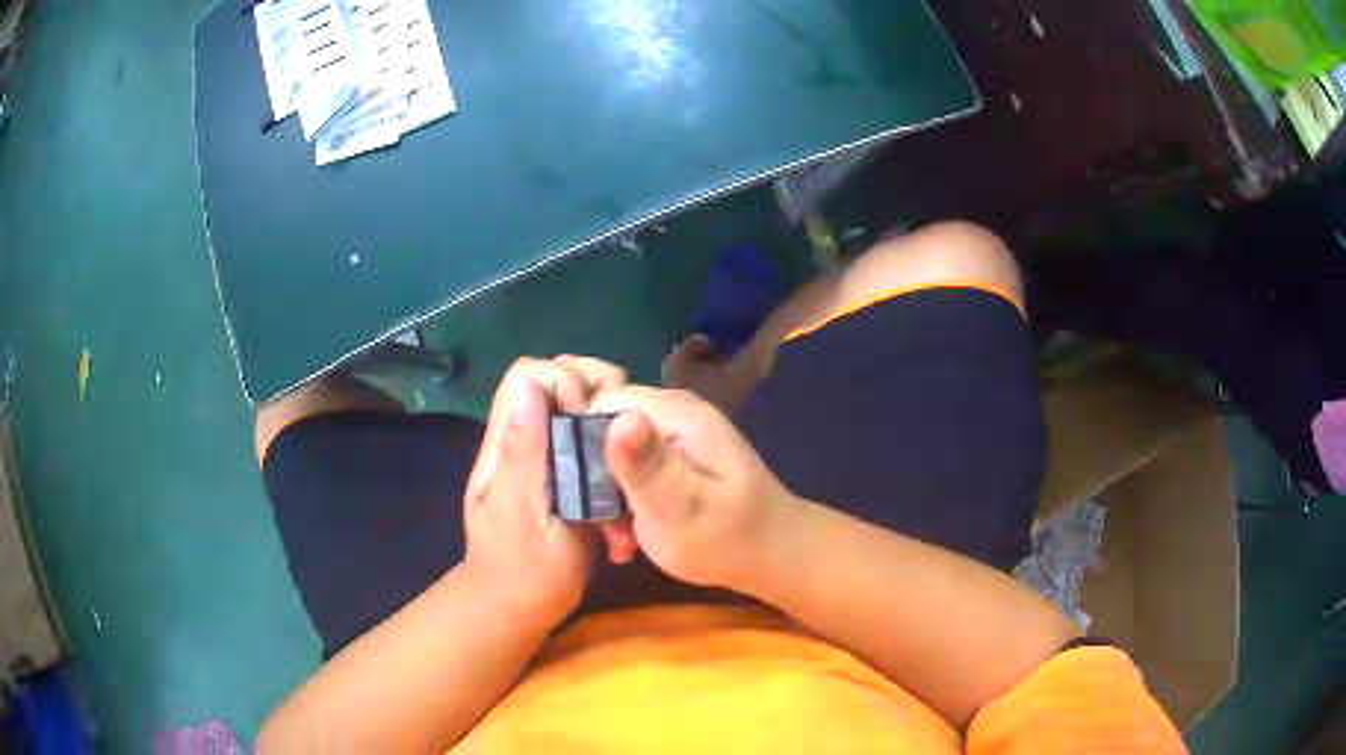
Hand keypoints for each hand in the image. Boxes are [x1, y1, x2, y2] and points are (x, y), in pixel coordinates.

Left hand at [463, 357, 635, 630]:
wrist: (514, 610)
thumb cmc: (526, 575)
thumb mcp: (527, 517)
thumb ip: (527, 456)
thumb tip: (531, 388)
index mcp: (506, 448)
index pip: (527, 376)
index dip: (565, 383)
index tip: (592, 417)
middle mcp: (518, 443)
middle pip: (553, 384)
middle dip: (593, 398)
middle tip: (620, 437)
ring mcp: (536, 460)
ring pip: (571, 413)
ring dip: (603, 430)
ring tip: (624, 465)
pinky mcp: (554, 477)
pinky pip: (581, 445)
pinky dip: (603, 457)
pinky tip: (616, 485)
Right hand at [594, 386, 802, 593]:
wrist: (775, 556)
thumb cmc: (730, 539)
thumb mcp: (683, 509)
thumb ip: (648, 467)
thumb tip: (616, 418)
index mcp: (677, 413)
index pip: (601, 402)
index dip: (581, 443)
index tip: (583, 492)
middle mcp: (673, 412)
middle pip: (603, 424)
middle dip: (591, 474)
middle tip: (604, 526)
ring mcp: (673, 434)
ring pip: (611, 449)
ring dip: (604, 492)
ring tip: (616, 536)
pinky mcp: (671, 457)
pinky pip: (628, 465)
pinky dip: (621, 497)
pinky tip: (627, 532)